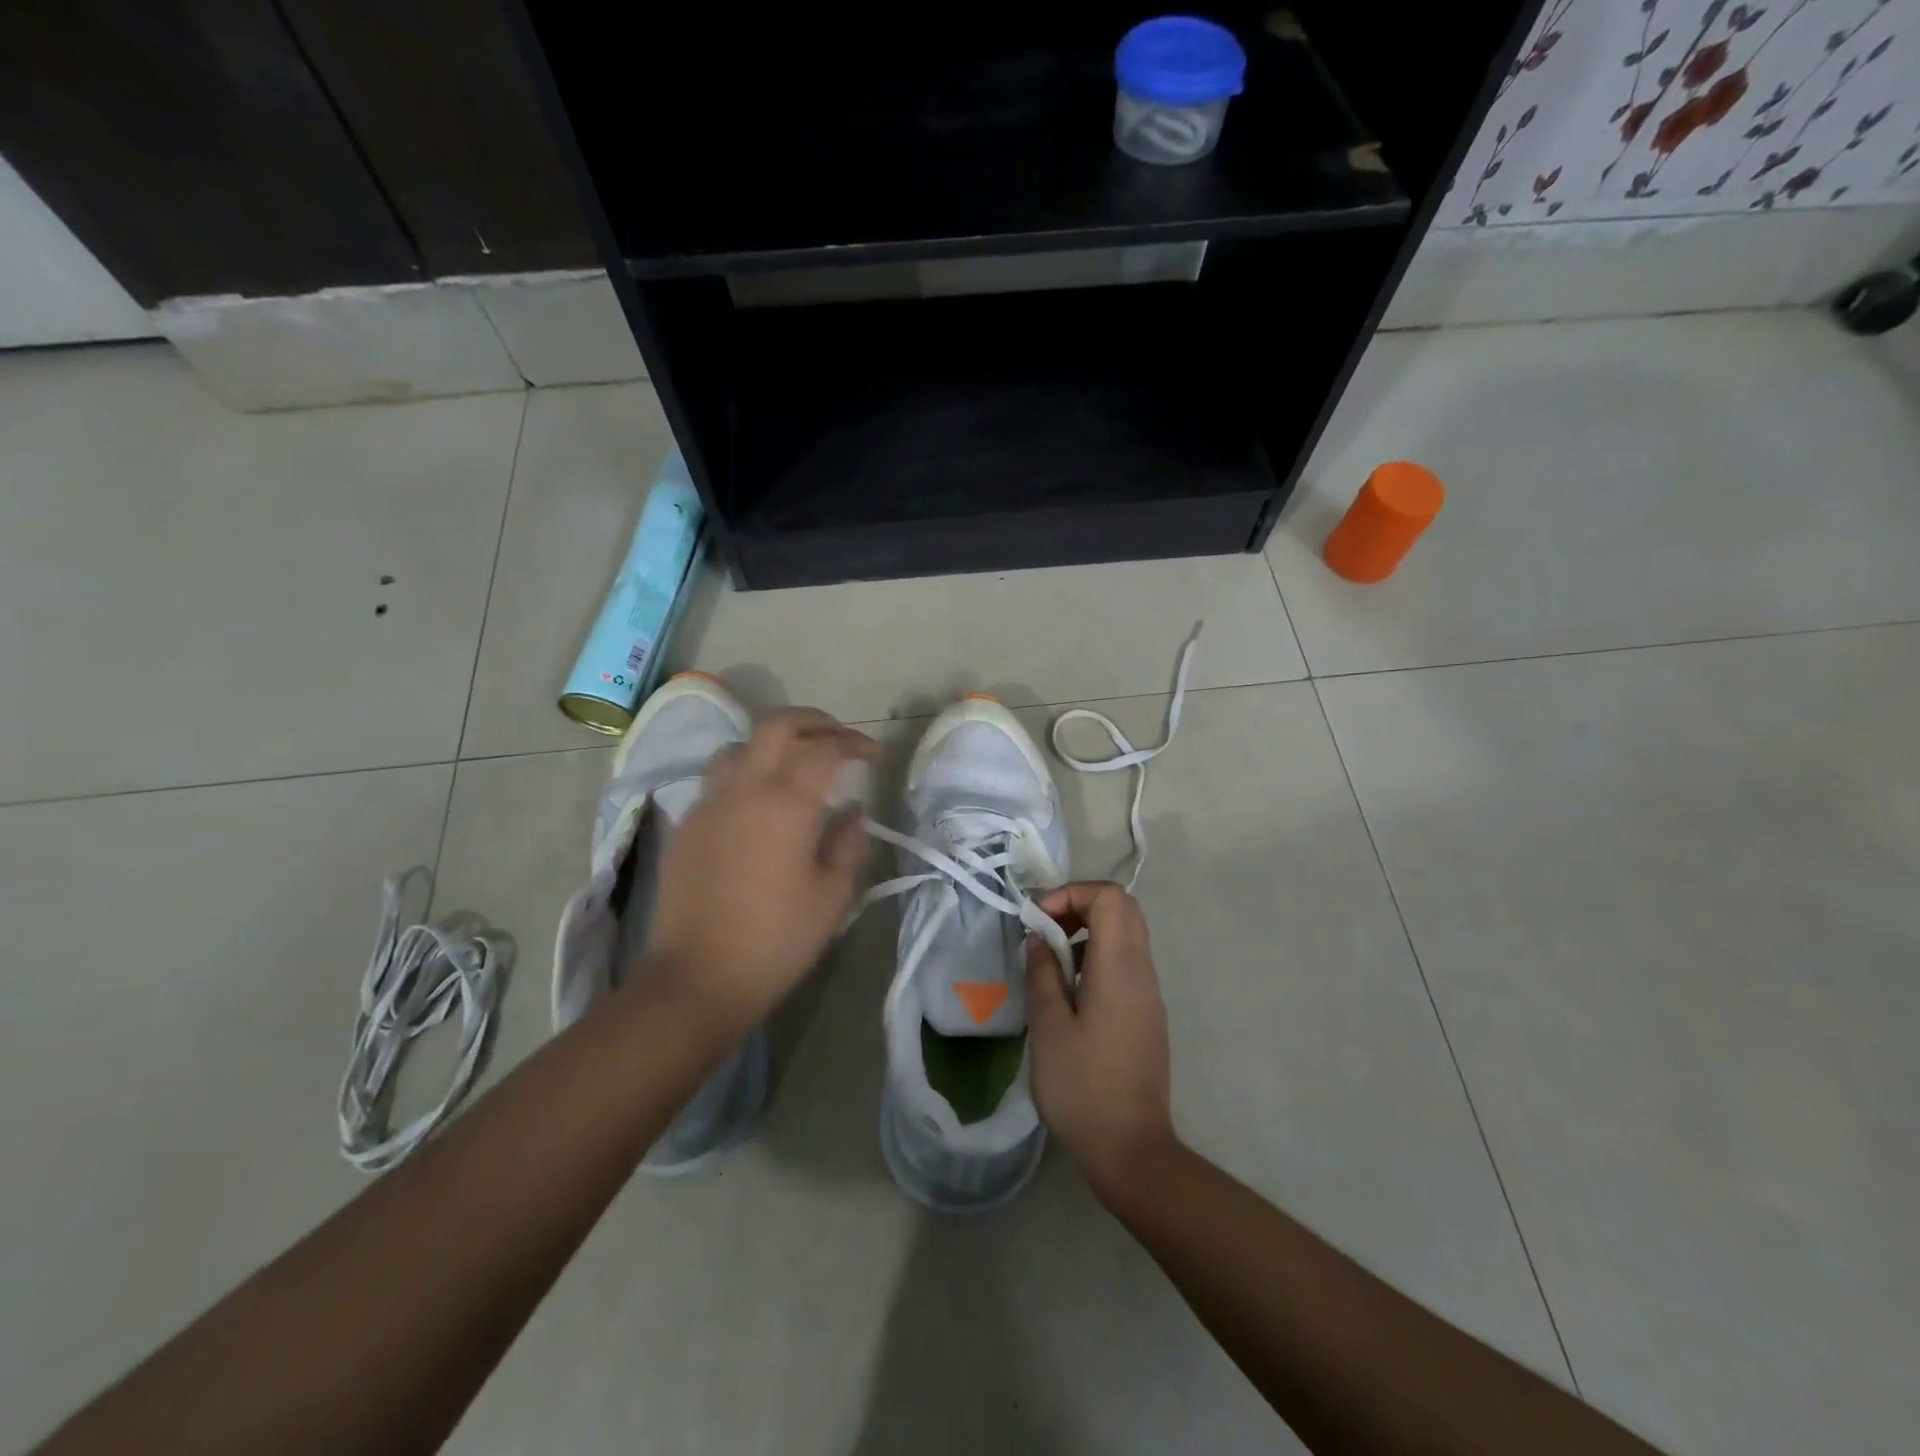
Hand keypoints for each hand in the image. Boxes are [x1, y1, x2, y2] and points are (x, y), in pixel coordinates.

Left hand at [642, 708, 875, 1038]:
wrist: (696, 978)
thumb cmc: (776, 940)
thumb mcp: (831, 896)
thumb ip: (848, 843)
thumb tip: (854, 810)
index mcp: (786, 804)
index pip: (825, 749)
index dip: (854, 744)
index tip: (873, 756)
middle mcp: (745, 789)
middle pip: (777, 725)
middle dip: (814, 721)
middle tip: (839, 737)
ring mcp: (709, 803)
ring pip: (740, 745)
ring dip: (773, 742)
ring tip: (795, 762)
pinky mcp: (687, 824)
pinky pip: (718, 778)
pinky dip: (746, 771)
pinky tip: (759, 801)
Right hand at [1024, 881, 1176, 1197]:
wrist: (1132, 1151)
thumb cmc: (1082, 1087)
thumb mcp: (1048, 1027)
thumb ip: (1042, 973)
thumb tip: (1039, 939)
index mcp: (1120, 968)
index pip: (1110, 897)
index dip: (1072, 894)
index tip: (1040, 920)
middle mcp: (1143, 972)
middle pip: (1123, 910)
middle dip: (1080, 906)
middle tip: (1044, 930)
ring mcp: (1150, 994)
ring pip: (1126, 936)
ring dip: (1088, 932)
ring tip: (1050, 961)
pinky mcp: (1147, 1015)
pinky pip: (1126, 964)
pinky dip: (1097, 957)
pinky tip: (1069, 992)